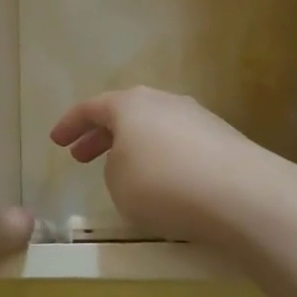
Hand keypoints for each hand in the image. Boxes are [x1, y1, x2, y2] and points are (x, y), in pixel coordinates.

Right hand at [49, 88, 268, 245]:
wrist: (241, 195)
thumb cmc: (162, 184)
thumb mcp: (118, 183)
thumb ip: (114, 167)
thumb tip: (131, 161)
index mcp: (130, 104)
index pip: (91, 108)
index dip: (69, 124)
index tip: (55, 141)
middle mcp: (164, 102)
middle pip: (125, 114)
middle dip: (100, 135)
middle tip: (82, 156)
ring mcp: (198, 118)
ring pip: (154, 128)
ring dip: (133, 147)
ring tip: (123, 171)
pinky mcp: (223, 140)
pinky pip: (180, 145)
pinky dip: (163, 159)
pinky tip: (163, 183)